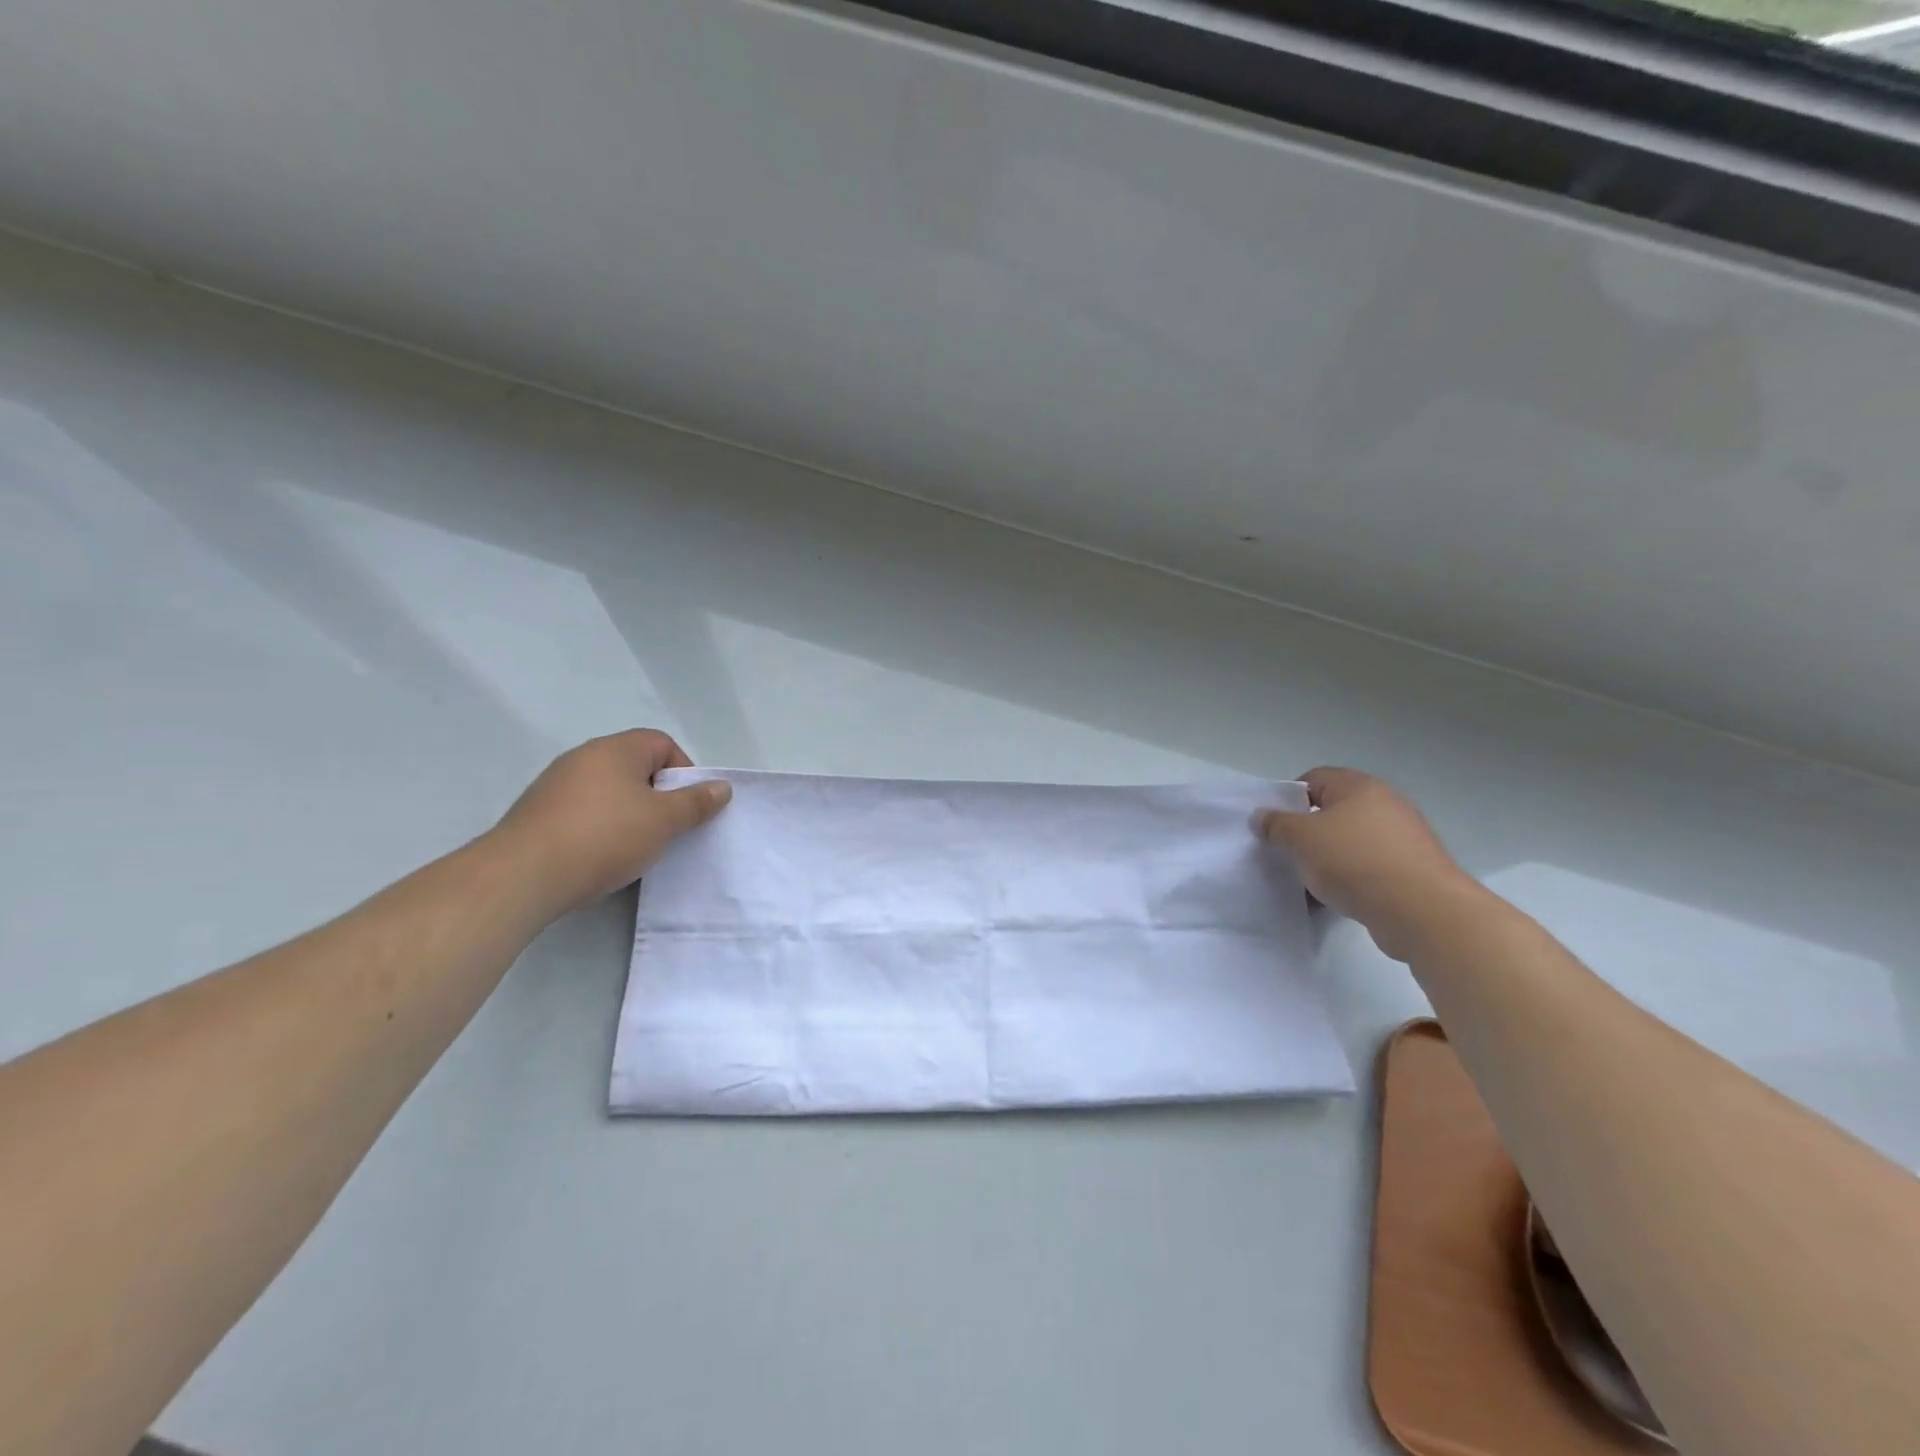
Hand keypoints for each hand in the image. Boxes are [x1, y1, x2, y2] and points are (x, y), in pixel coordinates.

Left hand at [490, 730, 731, 913]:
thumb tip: (722, 787)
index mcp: (616, 750)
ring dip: (629, 815)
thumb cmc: (604, 837)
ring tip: (636, 848)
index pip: (662, 744)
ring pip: (609, 792)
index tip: (687, 806)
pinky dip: (600, 829)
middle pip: (635, 767)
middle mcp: (584, 758)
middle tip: (668, 829)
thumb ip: (696, 802)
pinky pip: (583, 812)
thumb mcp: (663, 821)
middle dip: (658, 796)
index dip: (684, 772)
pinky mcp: (538, 814)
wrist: (522, 876)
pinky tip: (601, 857)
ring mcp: (555, 785)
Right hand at [1255, 767, 1480, 960]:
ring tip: (1307, 881)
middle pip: (1332, 811)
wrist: (1422, 911)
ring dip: (1325, 858)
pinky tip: (1333, 898)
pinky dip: (1348, 878)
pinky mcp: (1410, 870)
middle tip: (1286, 853)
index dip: (1288, 798)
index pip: (1314, 778)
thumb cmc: (1355, 861)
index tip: (1274, 826)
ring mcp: (1402, 838)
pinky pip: (1367, 867)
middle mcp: (1385, 804)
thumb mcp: (1301, 838)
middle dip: (1306, 832)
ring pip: (1348, 842)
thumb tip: (1261, 816)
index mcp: (1359, 787)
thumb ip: (1276, 824)